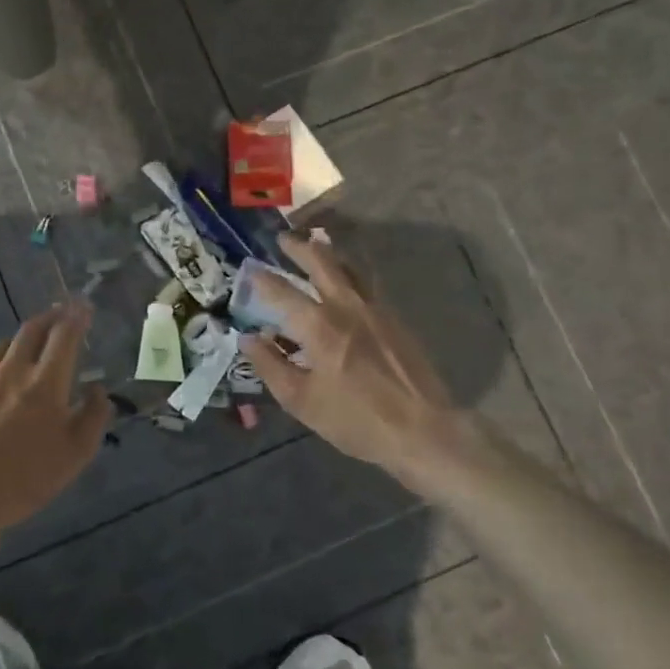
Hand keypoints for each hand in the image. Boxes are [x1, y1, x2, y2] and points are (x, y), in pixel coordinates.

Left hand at [0, 301, 112, 534]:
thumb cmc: (24, 478)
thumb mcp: (75, 455)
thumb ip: (92, 417)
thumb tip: (97, 390)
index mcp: (45, 382)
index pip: (65, 335)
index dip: (76, 316)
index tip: (83, 305)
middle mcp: (11, 371)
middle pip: (31, 330)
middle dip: (49, 317)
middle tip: (59, 313)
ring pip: (1, 347)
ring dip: (19, 341)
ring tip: (26, 347)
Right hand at [238, 234, 463, 479]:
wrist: (422, 429)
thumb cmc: (355, 419)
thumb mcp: (301, 401)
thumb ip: (271, 366)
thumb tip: (248, 339)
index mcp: (319, 326)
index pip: (282, 292)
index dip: (262, 279)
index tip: (248, 268)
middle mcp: (347, 307)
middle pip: (322, 264)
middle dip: (300, 248)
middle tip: (283, 238)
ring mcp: (376, 310)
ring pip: (350, 269)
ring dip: (329, 254)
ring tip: (317, 245)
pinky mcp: (396, 321)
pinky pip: (368, 285)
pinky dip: (351, 274)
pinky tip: (347, 283)